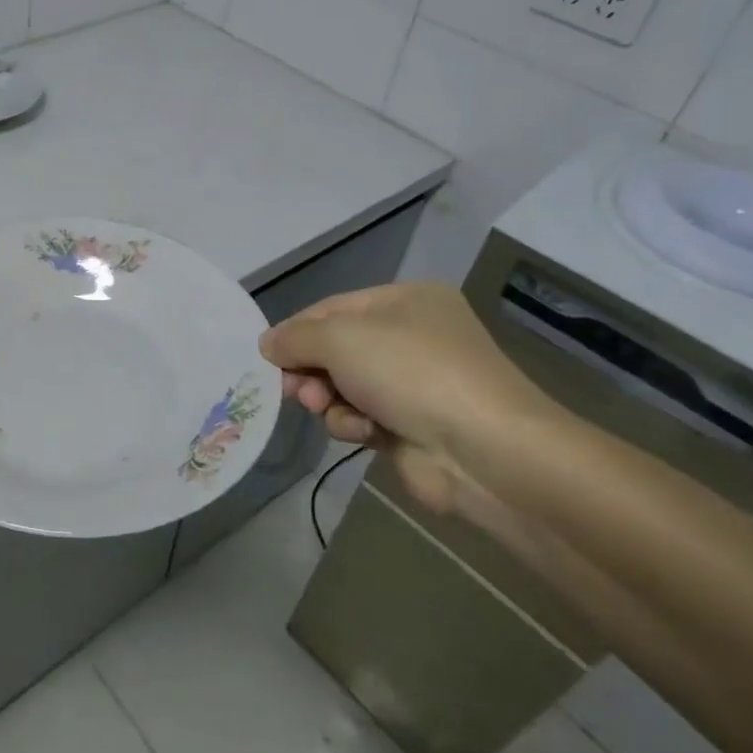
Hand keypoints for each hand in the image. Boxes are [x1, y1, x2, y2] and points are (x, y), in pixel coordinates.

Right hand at [259, 283, 555, 520]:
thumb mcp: (339, 338)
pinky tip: (363, 432)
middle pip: (336, 349)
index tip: (268, 357)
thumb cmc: (409, 372)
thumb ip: (295, 337)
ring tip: (328, 410)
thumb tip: (268, 344)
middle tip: (294, 390)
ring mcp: (416, 384)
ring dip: (329, 400)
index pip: (332, 308)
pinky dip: (354, 424)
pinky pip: (363, 417)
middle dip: (310, 370)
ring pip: (344, 386)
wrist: (485, 451)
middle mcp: (413, 337)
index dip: (296, 331)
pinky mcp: (413, 426)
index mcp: (406, 300)